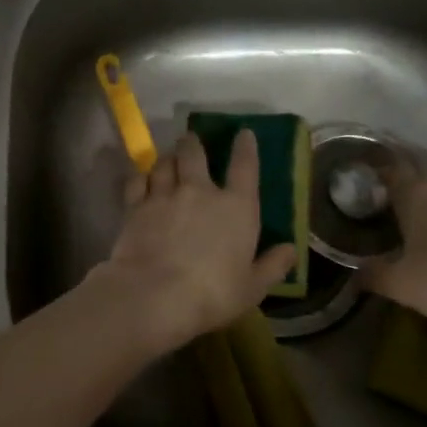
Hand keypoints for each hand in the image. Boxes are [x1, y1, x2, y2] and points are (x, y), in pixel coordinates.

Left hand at [92, 129, 297, 352]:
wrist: (156, 293)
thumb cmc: (213, 293)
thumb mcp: (253, 287)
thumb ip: (272, 266)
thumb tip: (290, 250)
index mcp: (236, 207)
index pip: (245, 167)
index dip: (245, 147)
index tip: (243, 133)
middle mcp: (199, 191)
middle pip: (194, 153)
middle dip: (192, 143)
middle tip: (190, 139)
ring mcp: (164, 194)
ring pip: (163, 162)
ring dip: (167, 158)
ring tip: (167, 159)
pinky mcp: (135, 205)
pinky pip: (137, 180)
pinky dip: (140, 176)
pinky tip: (140, 178)